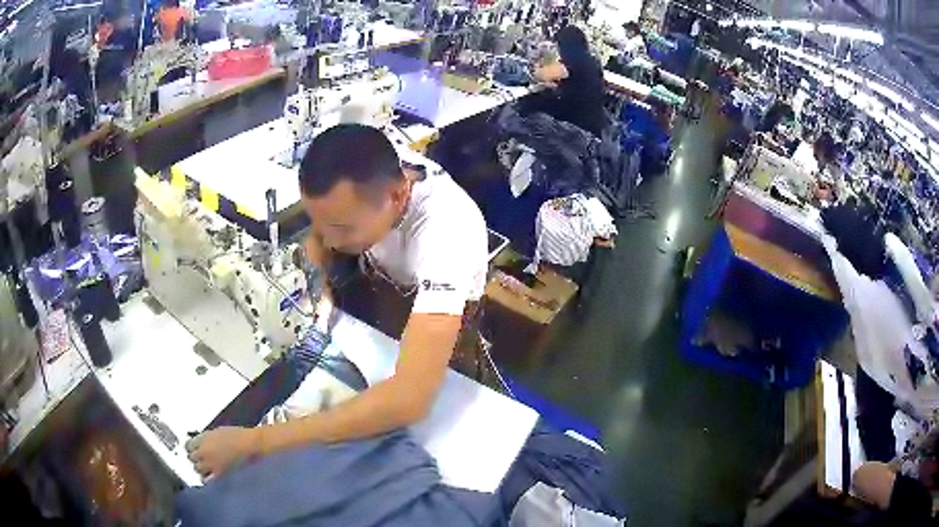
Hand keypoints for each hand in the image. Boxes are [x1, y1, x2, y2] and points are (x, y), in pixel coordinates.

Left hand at [186, 426, 259, 478]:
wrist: (252, 446)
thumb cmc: (239, 436)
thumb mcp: (218, 432)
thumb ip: (206, 439)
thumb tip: (200, 444)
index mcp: (203, 439)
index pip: (188, 445)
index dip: (191, 448)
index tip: (193, 449)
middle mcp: (204, 452)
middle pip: (191, 458)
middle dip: (196, 458)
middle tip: (201, 459)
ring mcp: (212, 465)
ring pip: (198, 470)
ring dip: (201, 469)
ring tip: (208, 469)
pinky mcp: (220, 476)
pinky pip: (208, 481)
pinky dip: (208, 480)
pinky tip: (212, 478)